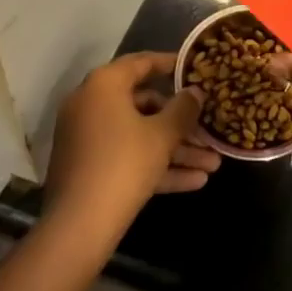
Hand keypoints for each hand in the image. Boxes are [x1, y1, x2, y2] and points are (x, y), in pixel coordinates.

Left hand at [46, 52, 220, 235]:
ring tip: (213, 164)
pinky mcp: (88, 169)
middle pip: (144, 105)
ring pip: (139, 136)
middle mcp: (91, 105)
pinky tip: (194, 181)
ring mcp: (87, 138)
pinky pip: (128, 157)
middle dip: (181, 122)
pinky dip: (156, 166)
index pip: (141, 63)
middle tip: (209, 128)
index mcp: (104, 85)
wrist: (78, 227)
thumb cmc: (123, 164)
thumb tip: (196, 92)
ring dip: (176, 150)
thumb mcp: (162, 135)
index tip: (196, 68)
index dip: (171, 64)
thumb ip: (183, 109)